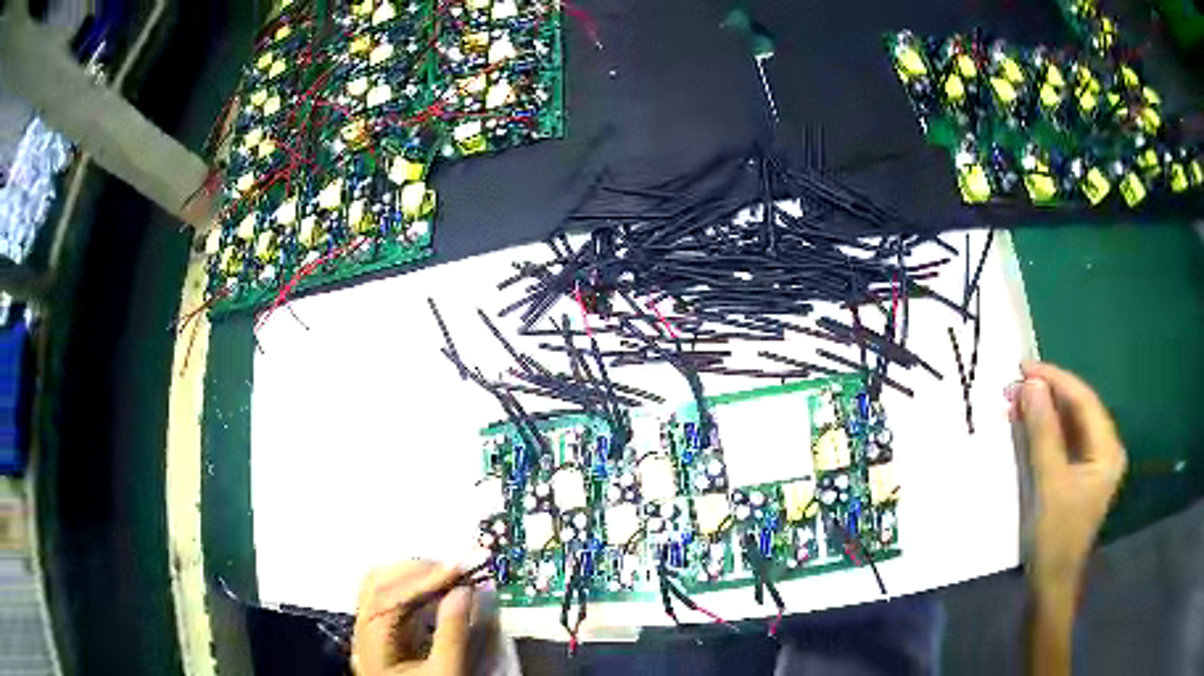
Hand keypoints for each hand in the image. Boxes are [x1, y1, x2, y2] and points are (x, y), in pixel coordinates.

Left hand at [352, 562, 473, 675]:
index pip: (388, 598)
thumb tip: (464, 592)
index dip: (422, 579)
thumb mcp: (446, 673)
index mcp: (370, 643)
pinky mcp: (382, 634)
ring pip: (379, 587)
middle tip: (454, 568)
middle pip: (376, 584)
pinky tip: (435, 590)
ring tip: (446, 575)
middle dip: (415, 571)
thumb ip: (452, 634)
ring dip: (411, 576)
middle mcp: (362, 630)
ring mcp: (369, 631)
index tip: (456, 569)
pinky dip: (412, 589)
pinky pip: (390, 600)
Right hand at [1008, 361, 1126, 588]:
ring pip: (1069, 423)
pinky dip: (1044, 430)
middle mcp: (1105, 448)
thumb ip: (1043, 433)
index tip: (1024, 368)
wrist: (1051, 582)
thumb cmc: (1055, 536)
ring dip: (1043, 411)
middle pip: (1078, 408)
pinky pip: (1064, 440)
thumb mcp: (1049, 483)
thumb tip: (1031, 384)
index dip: (1055, 379)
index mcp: (1107, 449)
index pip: (1084, 400)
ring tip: (1015, 401)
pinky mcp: (1080, 473)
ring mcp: (1093, 461)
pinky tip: (1026, 423)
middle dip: (1047, 395)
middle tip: (1014, 385)